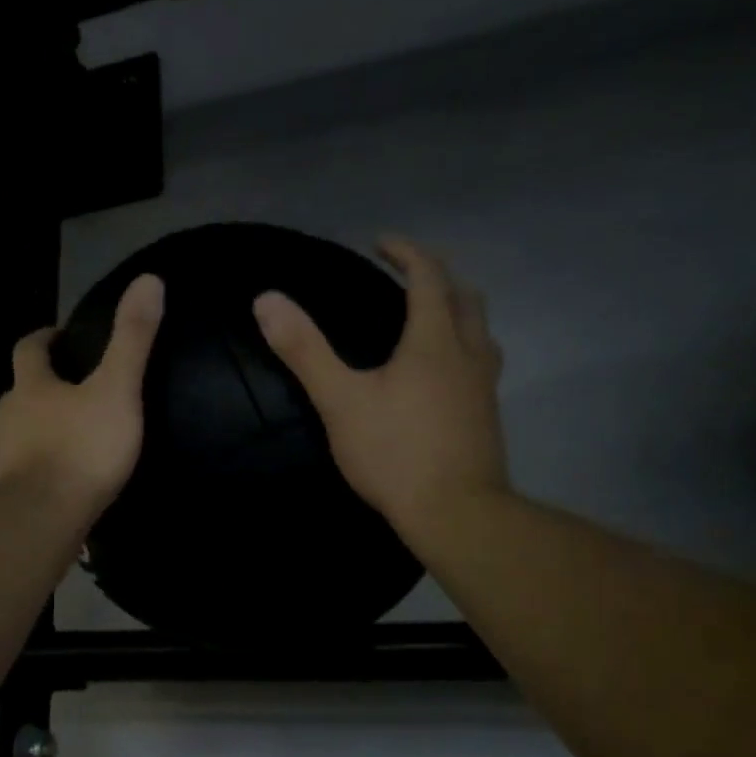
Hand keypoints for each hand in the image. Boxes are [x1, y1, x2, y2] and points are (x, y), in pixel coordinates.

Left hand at [0, 274, 163, 514]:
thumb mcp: (116, 388)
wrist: (45, 517)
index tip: (63, 337)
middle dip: (45, 383)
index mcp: (31, 386)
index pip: (29, 348)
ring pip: (24, 428)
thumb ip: (132, 339)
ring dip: (45, 423)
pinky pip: (31, 464)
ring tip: (79, 429)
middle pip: (23, 389)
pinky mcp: (14, 490)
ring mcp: (8, 455)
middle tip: (79, 386)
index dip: (45, 339)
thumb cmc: (82, 448)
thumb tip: (149, 280)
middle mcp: (11, 415)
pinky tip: (70, 471)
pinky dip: (47, 459)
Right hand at [254, 238, 507, 538]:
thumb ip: (304, 350)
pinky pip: (481, 365)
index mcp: (435, 340)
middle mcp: (469, 354)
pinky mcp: (488, 417)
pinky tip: (440, 379)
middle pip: (466, 298)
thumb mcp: (340, 400)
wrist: (456, 513)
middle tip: (407, 278)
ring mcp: (485, 388)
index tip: (380, 243)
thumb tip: (266, 300)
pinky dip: (462, 350)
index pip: (428, 277)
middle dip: (437, 278)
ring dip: (458, 313)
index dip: (406, 252)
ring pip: (481, 332)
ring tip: (429, 322)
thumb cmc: (394, 453)